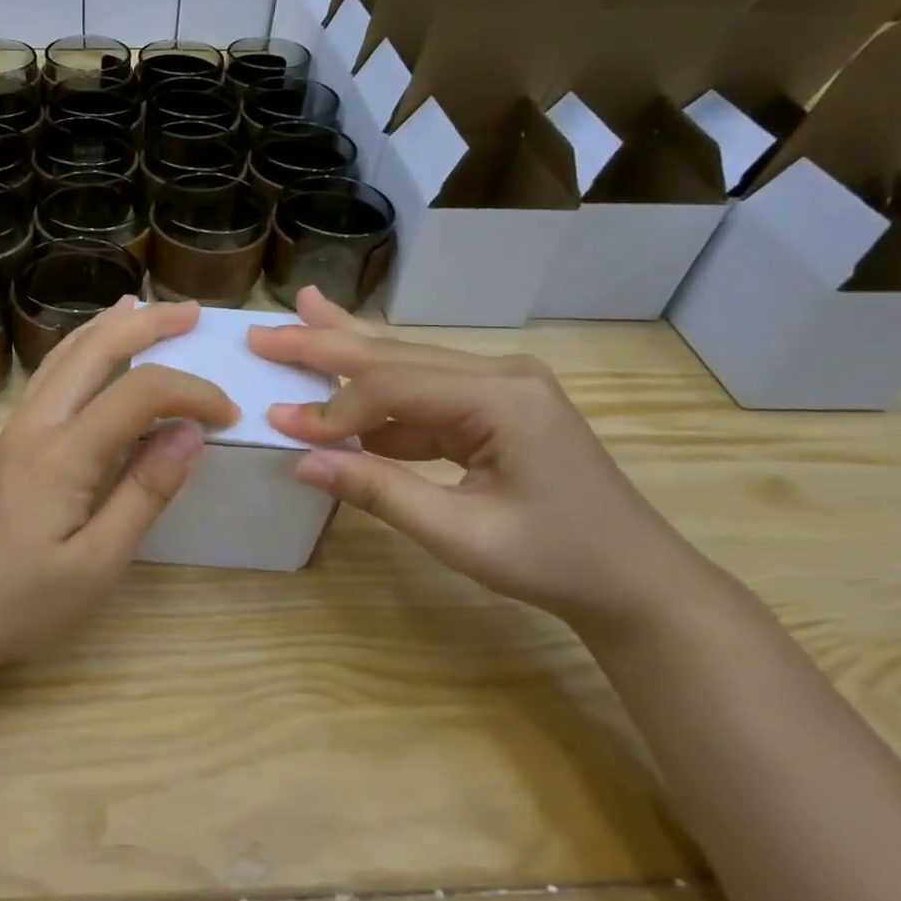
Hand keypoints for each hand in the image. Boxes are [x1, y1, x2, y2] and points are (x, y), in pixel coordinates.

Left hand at [0, 298, 237, 670]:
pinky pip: (49, 376)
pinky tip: (90, 356)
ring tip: (142, 309)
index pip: (139, 395)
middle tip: (192, 312)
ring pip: (63, 355)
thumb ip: (144, 493)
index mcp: (63, 455)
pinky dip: (80, 350)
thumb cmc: (18, 603)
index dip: (191, 393)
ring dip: (108, 327)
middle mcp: (36, 426)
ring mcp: (15, 430)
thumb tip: (189, 434)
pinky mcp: (6, 444)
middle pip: (93, 350)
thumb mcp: (96, 564)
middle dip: (147, 324)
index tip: (229, 415)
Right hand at [249, 288, 719, 638]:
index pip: (393, 387)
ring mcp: (500, 386)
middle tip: (264, 330)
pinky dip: (377, 396)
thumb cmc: (555, 561)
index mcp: (502, 396)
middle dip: (325, 343)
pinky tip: (342, 383)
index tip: (281, 425)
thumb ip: (378, 491)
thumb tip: (301, 461)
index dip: (333, 409)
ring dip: (347, 352)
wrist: (636, 581)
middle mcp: (500, 374)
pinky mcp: (495, 407)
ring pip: (406, 364)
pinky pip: (423, 395)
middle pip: (394, 355)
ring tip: (301, 319)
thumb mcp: (460, 534)